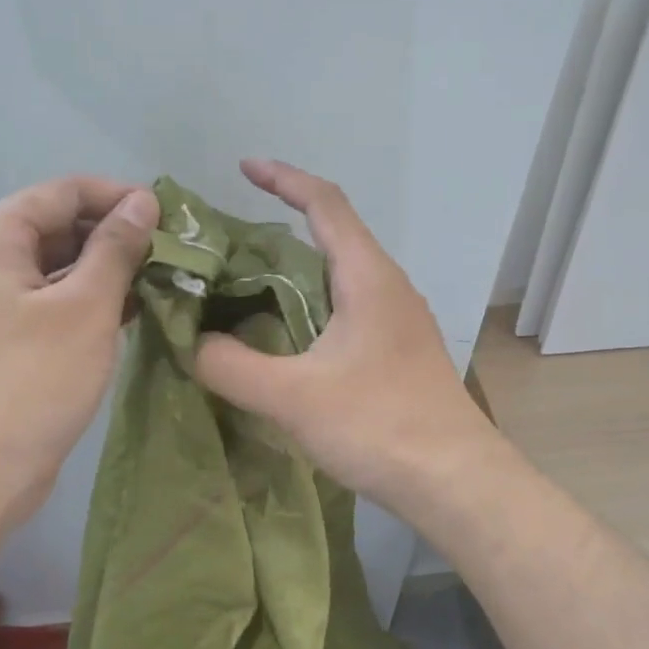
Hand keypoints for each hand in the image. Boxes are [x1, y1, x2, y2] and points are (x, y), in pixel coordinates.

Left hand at [0, 176, 157, 524]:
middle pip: (62, 225)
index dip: (120, 197)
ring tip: (166, 281)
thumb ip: (116, 248)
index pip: (65, 191)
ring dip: (112, 270)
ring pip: (63, 265)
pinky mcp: (12, 335)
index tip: (173, 219)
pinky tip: (138, 312)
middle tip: (176, 254)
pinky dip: (96, 301)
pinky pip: (58, 300)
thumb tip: (143, 201)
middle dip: (119, 235)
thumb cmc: (32, 380)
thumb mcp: (85, 307)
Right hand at [194, 159, 495, 514]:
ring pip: (343, 276)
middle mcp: (389, 287)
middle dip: (282, 227)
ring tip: (248, 287)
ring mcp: (400, 321)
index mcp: (369, 277)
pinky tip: (288, 337)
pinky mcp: (400, 353)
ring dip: (298, 271)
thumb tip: (193, 344)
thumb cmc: (378, 425)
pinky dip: (313, 306)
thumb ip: (232, 366)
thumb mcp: (293, 397)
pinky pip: (350, 309)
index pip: (326, 203)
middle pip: (335, 236)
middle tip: (228, 246)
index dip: (284, 179)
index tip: (244, 168)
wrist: (455, 480)